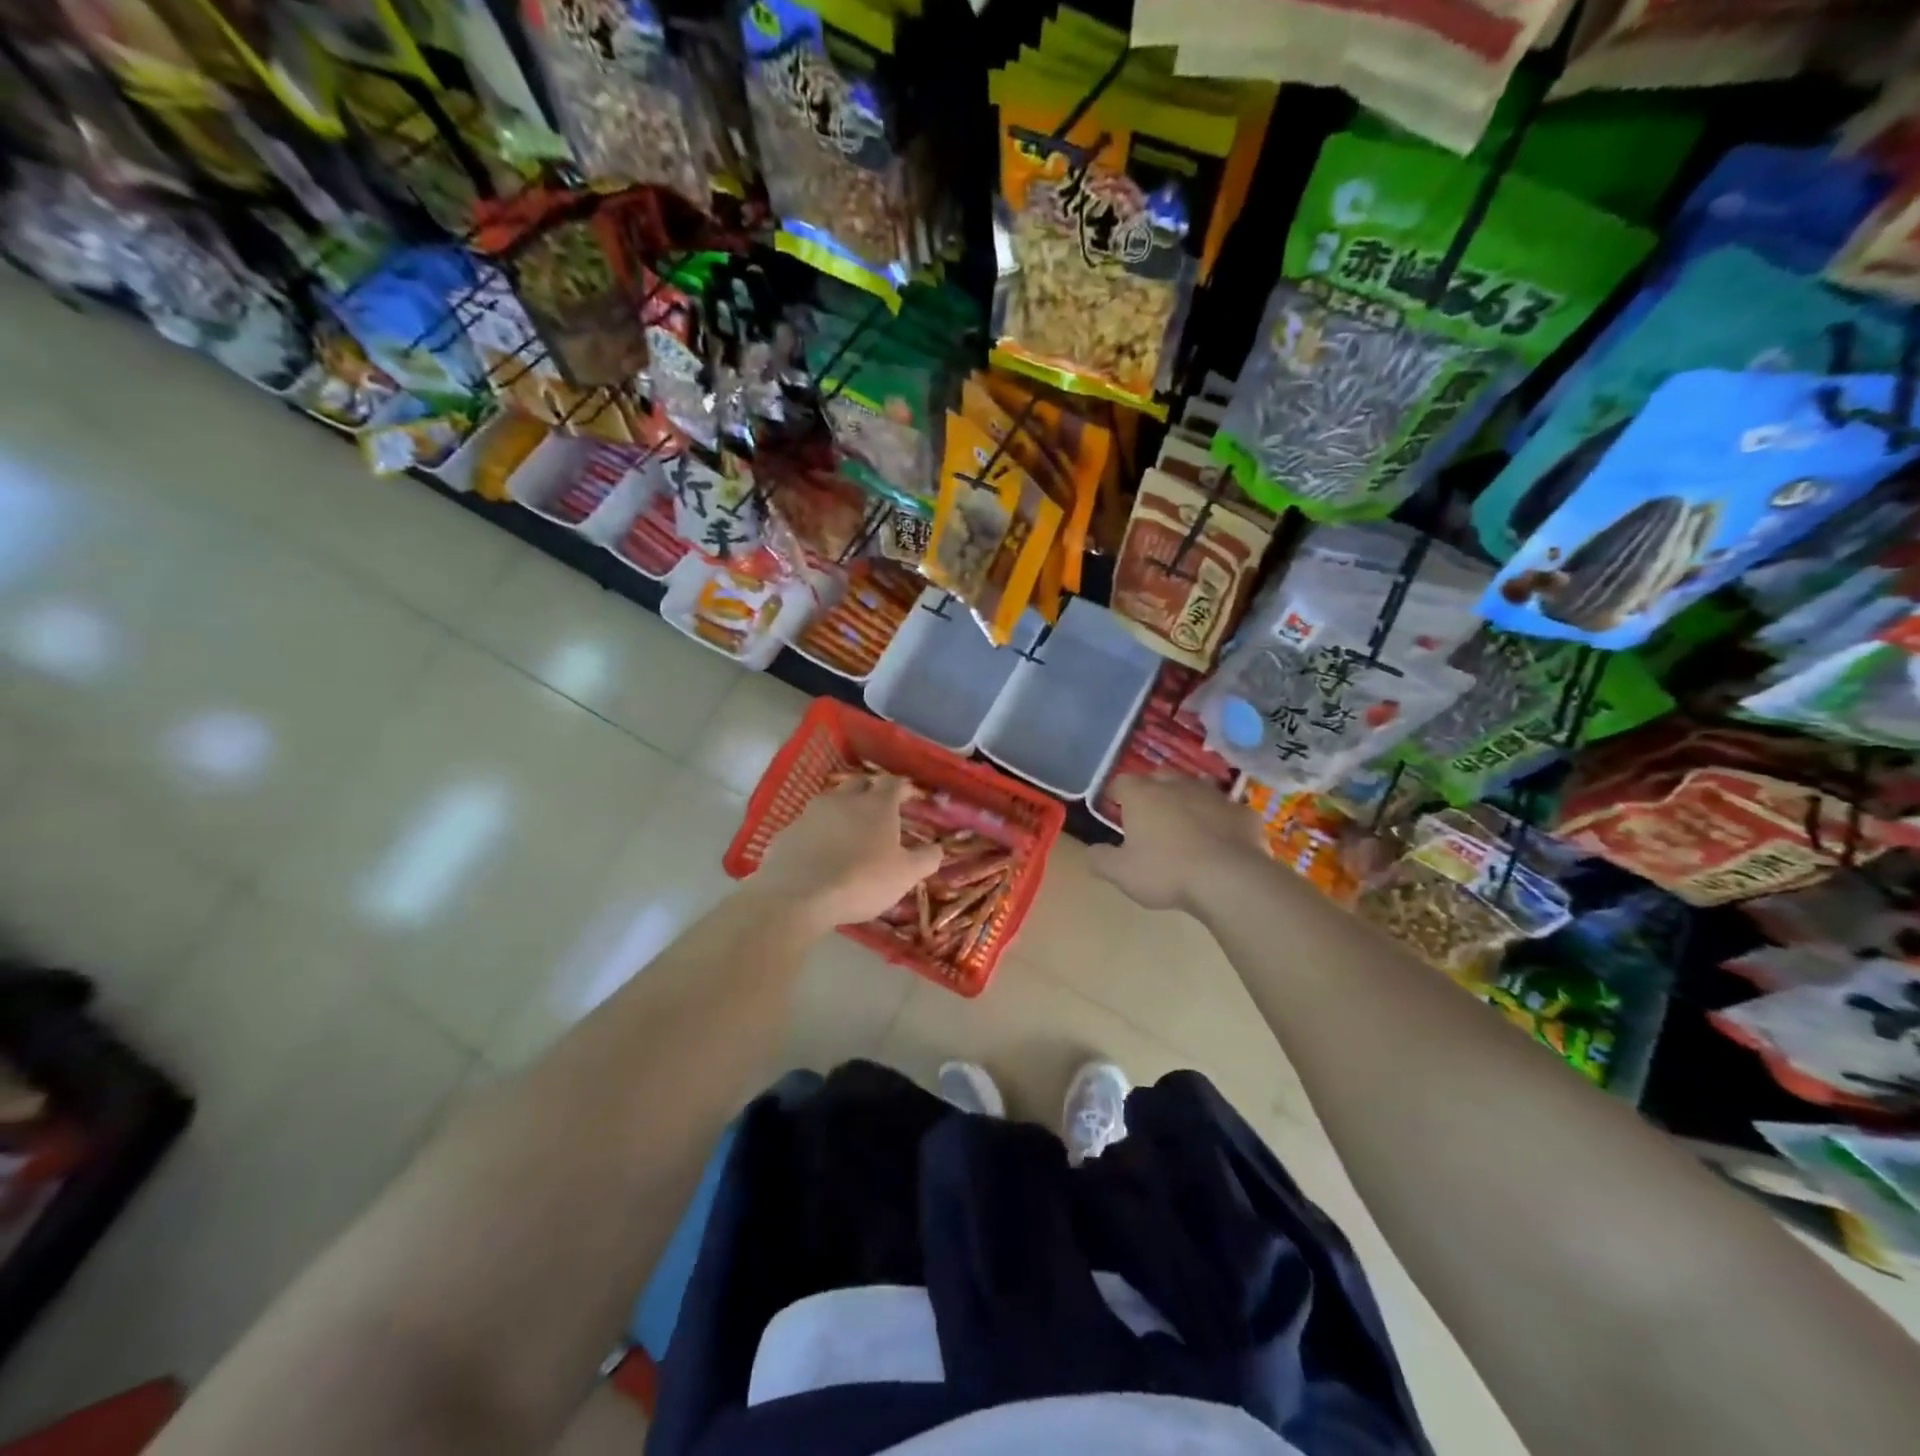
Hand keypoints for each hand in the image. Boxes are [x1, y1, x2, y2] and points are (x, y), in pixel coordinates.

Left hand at [750, 775, 942, 931]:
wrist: (798, 896)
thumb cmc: (861, 881)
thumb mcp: (905, 876)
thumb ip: (926, 859)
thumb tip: (938, 848)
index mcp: (877, 805)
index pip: (893, 783)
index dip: (902, 788)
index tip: (909, 797)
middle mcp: (844, 799)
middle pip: (860, 784)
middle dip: (871, 792)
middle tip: (879, 810)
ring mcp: (811, 812)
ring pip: (832, 802)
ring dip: (842, 811)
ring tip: (849, 831)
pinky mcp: (787, 831)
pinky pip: (808, 825)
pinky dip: (818, 833)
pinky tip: (820, 852)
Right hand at [1088, 774, 1267, 913]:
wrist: (1229, 879)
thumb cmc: (1167, 872)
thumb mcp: (1121, 873)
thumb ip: (1100, 859)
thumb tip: (1091, 851)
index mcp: (1143, 795)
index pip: (1121, 782)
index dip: (1115, 794)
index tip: (1114, 810)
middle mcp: (1177, 785)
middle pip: (1158, 777)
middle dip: (1152, 791)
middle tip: (1149, 816)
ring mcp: (1214, 795)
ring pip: (1195, 788)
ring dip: (1187, 800)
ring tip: (1185, 824)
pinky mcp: (1242, 812)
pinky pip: (1227, 810)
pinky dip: (1220, 820)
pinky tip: (1221, 839)